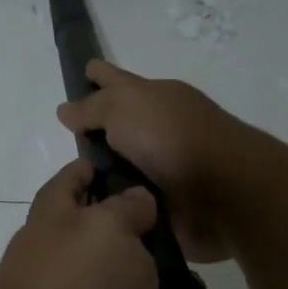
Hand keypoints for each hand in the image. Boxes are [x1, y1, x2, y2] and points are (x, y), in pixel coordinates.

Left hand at [0, 158, 260, 288]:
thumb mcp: (102, 229)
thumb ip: (124, 209)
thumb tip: (135, 201)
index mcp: (53, 233)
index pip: (69, 187)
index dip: (93, 170)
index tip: (130, 162)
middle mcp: (68, 280)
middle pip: (121, 256)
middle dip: (170, 258)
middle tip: (209, 261)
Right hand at [55, 60, 259, 261]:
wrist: (225, 194)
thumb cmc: (173, 138)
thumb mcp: (124, 107)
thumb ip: (93, 107)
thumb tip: (66, 109)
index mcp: (155, 98)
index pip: (116, 80)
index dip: (97, 75)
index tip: (80, 73)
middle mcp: (159, 130)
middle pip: (118, 127)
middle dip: (94, 133)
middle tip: (62, 144)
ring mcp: (164, 168)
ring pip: (122, 168)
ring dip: (102, 177)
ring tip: (70, 188)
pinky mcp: (167, 205)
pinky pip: (130, 201)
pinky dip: (115, 205)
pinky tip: (91, 215)